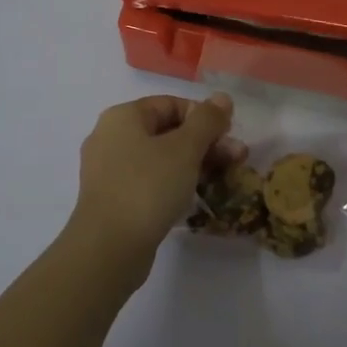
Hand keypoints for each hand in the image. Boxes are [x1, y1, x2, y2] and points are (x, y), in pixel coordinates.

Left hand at [66, 93, 245, 281]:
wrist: (108, 249)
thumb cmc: (147, 187)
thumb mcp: (185, 149)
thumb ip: (207, 120)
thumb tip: (222, 97)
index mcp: (123, 117)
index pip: (171, 104)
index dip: (204, 116)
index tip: (229, 135)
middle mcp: (111, 138)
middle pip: (167, 131)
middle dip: (206, 142)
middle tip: (237, 158)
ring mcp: (110, 171)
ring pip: (161, 158)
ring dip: (196, 163)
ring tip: (225, 177)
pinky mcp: (115, 199)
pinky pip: (151, 181)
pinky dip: (175, 183)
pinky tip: (197, 195)